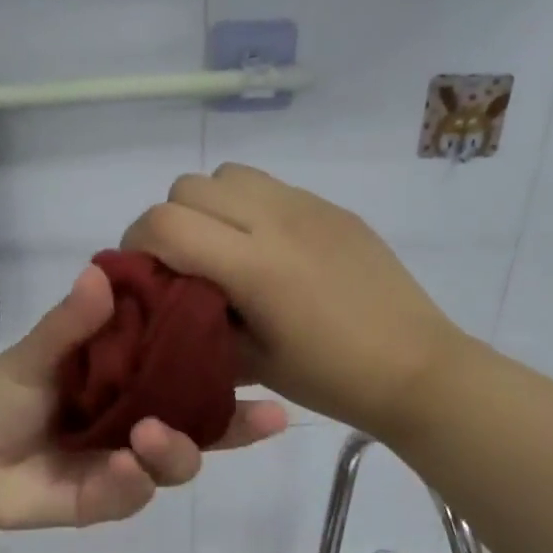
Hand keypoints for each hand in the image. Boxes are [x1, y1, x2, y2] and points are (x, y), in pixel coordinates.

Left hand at [0, 263, 287, 530]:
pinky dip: (132, 484)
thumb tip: (101, 273)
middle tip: (262, 417)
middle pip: (199, 427)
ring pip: (174, 464)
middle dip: (236, 427)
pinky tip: (123, 469)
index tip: (270, 364)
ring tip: (147, 436)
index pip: (187, 374)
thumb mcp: (34, 354)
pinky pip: (132, 496)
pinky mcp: (102, 500)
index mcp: (125, 380)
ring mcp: (121, 463)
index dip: (228, 372)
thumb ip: (70, 324)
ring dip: (174, 452)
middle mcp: (134, 420)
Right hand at [122, 163, 463, 438]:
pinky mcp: (332, 207)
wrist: (415, 367)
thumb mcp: (250, 362)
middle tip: (181, 264)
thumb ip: (198, 322)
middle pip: (189, 186)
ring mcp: (308, 206)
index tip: (142, 274)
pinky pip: (270, 187)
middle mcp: (276, 220)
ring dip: (209, 206)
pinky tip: (269, 250)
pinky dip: (248, 207)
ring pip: (229, 174)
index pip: (164, 222)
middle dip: (169, 221)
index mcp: (254, 265)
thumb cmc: (329, 378)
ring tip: (224, 250)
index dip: (137, 243)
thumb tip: (168, 298)